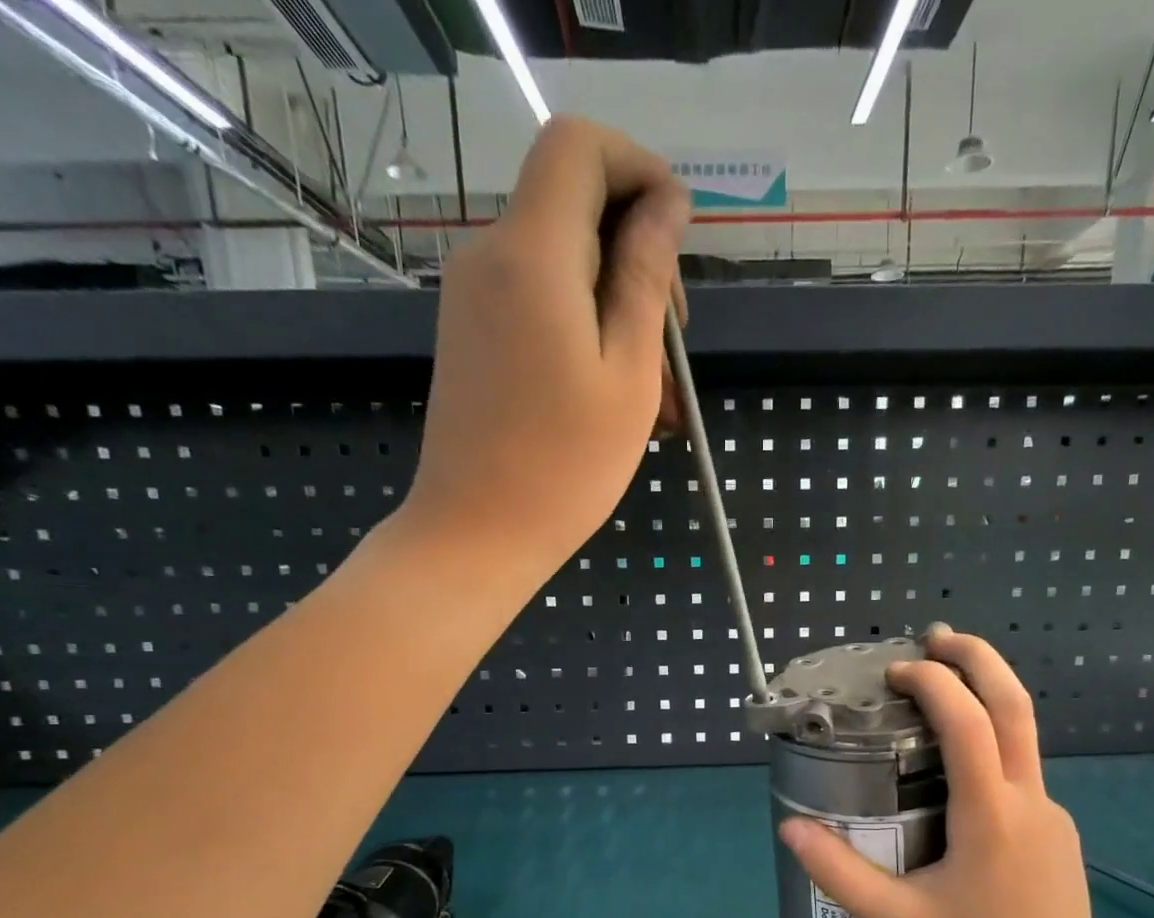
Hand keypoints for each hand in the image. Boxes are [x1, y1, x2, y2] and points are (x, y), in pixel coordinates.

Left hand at [398, 116, 690, 589]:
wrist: (476, 534)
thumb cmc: (565, 466)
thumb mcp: (629, 374)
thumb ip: (645, 276)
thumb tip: (666, 203)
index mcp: (533, 254)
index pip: (580, 147)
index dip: (639, 170)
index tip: (678, 236)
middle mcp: (492, 256)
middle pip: (575, 208)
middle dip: (638, 255)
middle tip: (675, 344)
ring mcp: (475, 297)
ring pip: (564, 266)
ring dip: (620, 311)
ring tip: (660, 397)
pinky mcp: (474, 335)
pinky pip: (540, 305)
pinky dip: (586, 333)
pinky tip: (619, 398)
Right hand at [777, 629, 1111, 917]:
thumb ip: (840, 874)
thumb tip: (791, 830)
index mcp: (991, 815)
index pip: (969, 724)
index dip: (934, 684)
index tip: (896, 671)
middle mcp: (1029, 799)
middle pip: (1016, 705)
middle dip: (979, 658)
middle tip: (937, 635)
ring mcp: (1051, 811)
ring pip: (1024, 734)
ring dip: (987, 694)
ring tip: (945, 679)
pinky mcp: (1056, 828)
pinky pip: (1022, 768)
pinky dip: (992, 739)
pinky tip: (960, 764)